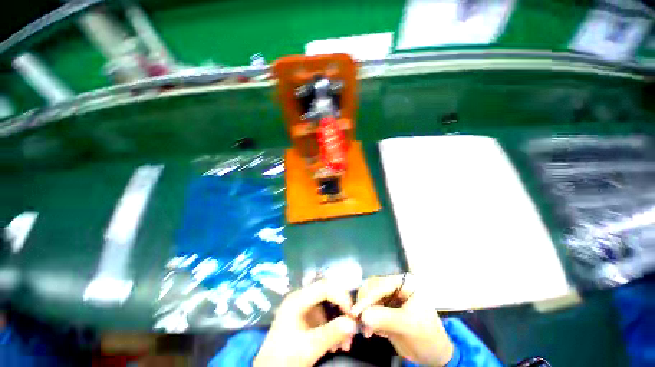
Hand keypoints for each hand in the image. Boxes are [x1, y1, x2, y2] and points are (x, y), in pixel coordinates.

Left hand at [254, 279, 357, 366]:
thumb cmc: (284, 357)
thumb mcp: (309, 347)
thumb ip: (331, 333)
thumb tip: (354, 324)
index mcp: (298, 299)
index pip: (325, 287)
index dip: (341, 296)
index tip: (353, 314)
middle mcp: (301, 298)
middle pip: (328, 294)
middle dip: (342, 310)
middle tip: (352, 326)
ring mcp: (304, 308)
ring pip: (329, 306)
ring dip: (340, 322)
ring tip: (346, 343)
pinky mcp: (307, 318)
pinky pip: (325, 317)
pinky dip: (334, 329)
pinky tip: (337, 345)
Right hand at [351, 274, 454, 365]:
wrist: (433, 355)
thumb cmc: (427, 337)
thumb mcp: (408, 326)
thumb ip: (386, 318)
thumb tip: (363, 315)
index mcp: (405, 283)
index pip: (381, 285)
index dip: (367, 297)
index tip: (355, 312)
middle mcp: (395, 285)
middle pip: (371, 287)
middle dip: (364, 304)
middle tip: (358, 321)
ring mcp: (389, 296)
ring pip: (368, 297)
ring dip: (364, 312)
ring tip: (366, 330)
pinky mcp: (384, 307)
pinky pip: (370, 308)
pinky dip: (367, 318)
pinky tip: (370, 331)